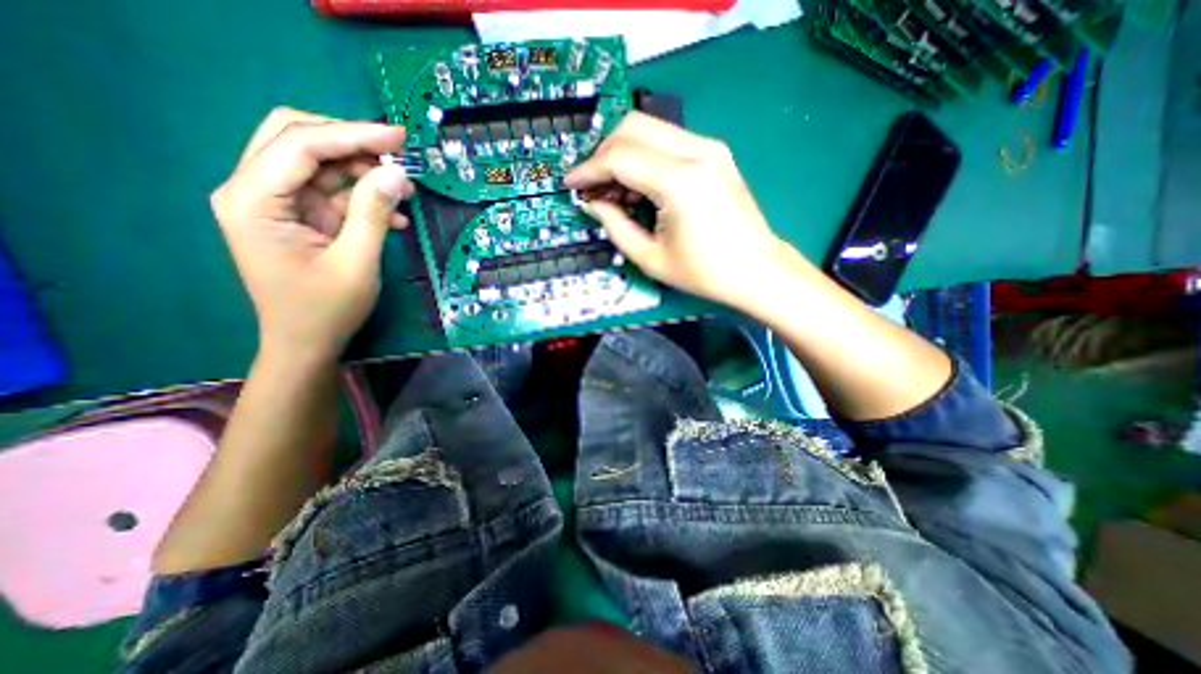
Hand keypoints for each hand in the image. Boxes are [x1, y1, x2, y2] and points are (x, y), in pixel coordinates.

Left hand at [208, 108, 414, 366]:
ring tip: (404, 190)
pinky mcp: (299, 218)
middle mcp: (254, 192)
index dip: (351, 134)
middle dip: (351, 142)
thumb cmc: (325, 309)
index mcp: (253, 201)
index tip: (398, 136)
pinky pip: (332, 194)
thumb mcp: (356, 262)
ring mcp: (277, 204)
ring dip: (363, 172)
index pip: (299, 145)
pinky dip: (363, 198)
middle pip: (297, 140)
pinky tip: (393, 216)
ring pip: (318, 165)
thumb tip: (396, 173)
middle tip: (397, 152)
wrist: (306, 343)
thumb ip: (372, 213)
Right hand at [570, 111, 795, 310]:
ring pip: (650, 128)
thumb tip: (592, 203)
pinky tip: (640, 188)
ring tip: (615, 192)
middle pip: (633, 127)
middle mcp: (696, 152)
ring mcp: (709, 148)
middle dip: (603, 153)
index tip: (571, 184)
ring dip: (623, 153)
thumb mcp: (650, 258)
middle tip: (593, 186)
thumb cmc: (704, 273)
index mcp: (680, 182)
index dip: (589, 169)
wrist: (756, 270)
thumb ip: (615, 226)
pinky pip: (667, 141)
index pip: (620, 157)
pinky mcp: (715, 154)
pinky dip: (644, 157)